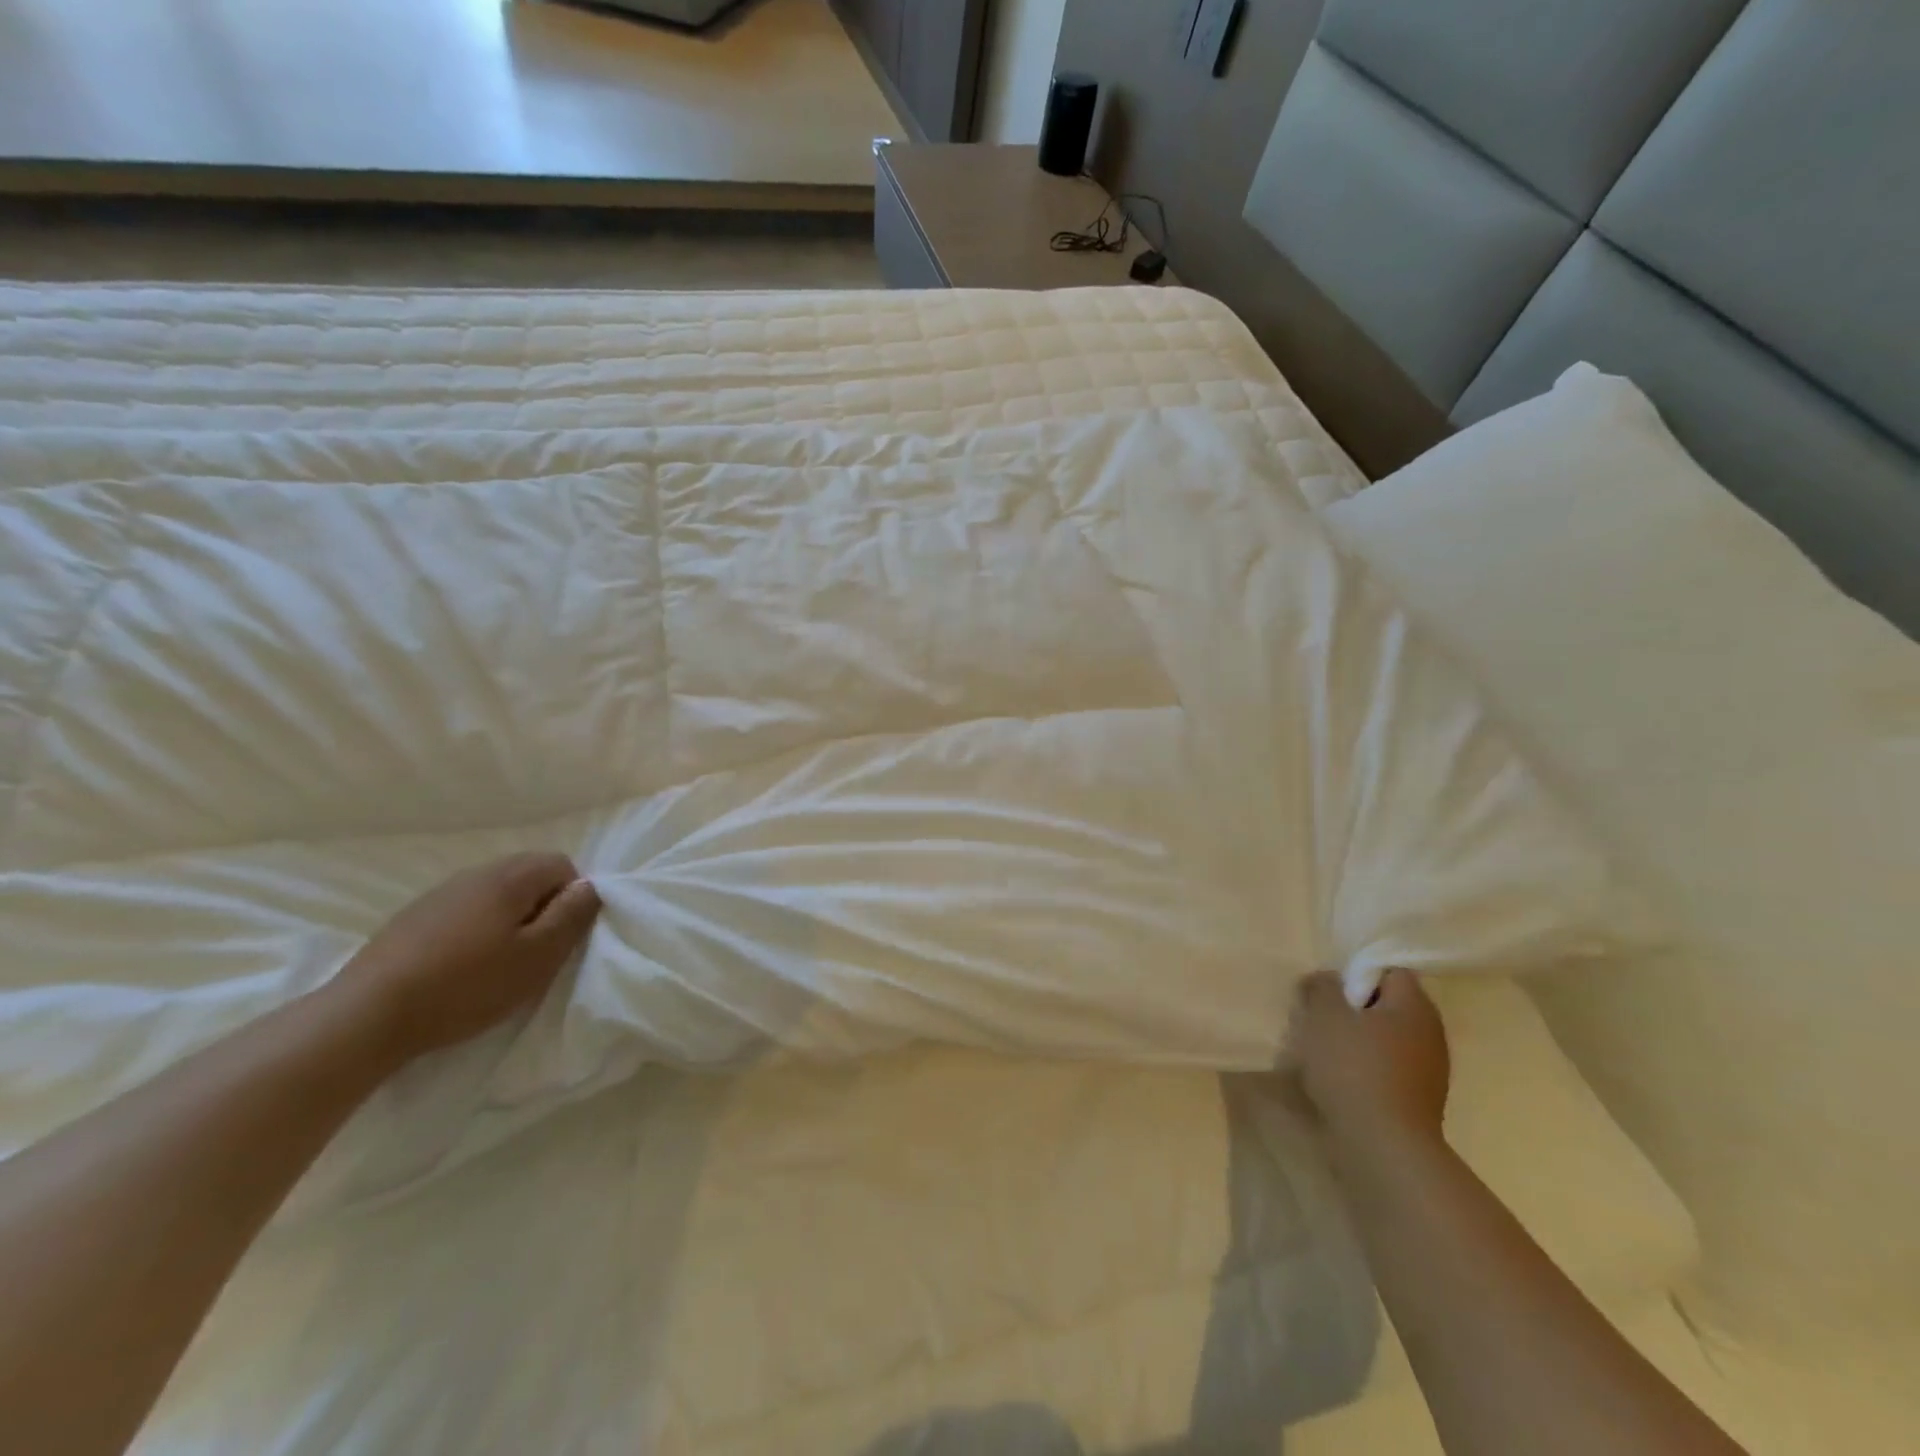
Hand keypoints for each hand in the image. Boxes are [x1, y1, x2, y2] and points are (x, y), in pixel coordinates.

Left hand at [334, 853, 601, 1065]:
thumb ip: (571, 916)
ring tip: (498, 963)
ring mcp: (439, 893)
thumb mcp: (537, 957)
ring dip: (507, 920)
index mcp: (510, 877)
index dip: (572, 898)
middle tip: (534, 953)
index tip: (561, 938)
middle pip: (527, 875)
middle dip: (541, 908)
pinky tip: (460, 967)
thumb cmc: (467, 985)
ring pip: (494, 894)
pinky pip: (463, 910)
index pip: (562, 865)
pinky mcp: (411, 918)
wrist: (366, 1016)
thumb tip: (591, 887)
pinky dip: (474, 930)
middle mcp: (475, 873)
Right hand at [1290, 968, 1449, 1155]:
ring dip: (1357, 1040)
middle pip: (1388, 1005)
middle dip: (1354, 1008)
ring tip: (1323, 1049)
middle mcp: (1431, 1033)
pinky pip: (1387, 1069)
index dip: (1357, 973)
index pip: (1390, 971)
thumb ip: (1323, 986)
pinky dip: (1365, 1068)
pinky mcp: (1418, 1101)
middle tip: (1320, 1015)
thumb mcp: (1325, 1015)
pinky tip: (1338, 1079)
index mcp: (1415, 1006)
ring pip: (1386, 1039)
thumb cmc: (1354, 1068)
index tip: (1328, 988)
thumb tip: (1327, 979)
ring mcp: (1430, 1071)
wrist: (1383, 1147)